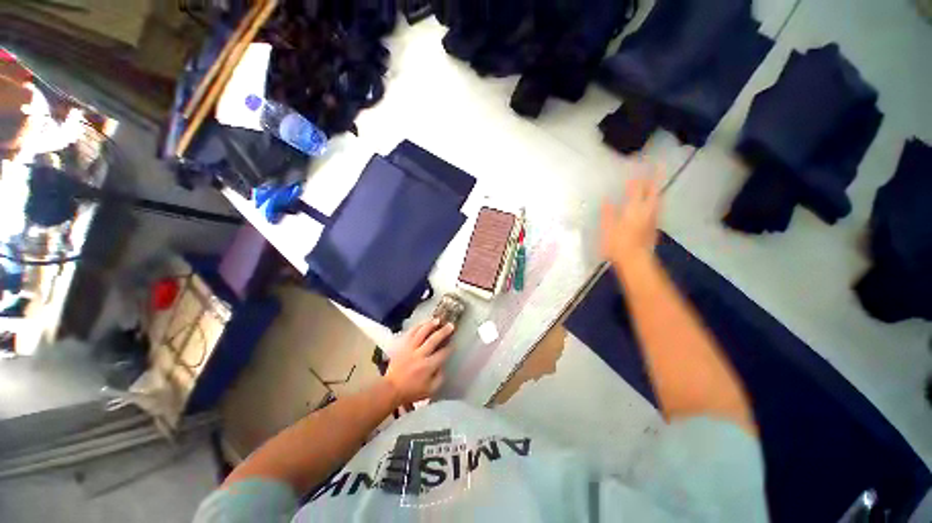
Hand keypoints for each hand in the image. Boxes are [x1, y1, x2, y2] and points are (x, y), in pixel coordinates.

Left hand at [385, 319, 454, 404]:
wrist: (391, 389)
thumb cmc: (412, 391)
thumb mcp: (430, 390)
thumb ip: (440, 378)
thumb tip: (444, 366)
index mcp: (428, 366)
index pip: (442, 353)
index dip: (449, 347)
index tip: (453, 343)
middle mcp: (420, 355)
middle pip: (434, 339)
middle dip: (444, 331)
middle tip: (451, 325)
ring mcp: (409, 349)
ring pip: (421, 333)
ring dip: (430, 325)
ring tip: (437, 320)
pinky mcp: (402, 346)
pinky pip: (410, 333)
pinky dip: (417, 326)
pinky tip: (423, 323)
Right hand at [601, 163, 661, 270]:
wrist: (635, 261)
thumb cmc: (618, 245)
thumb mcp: (607, 228)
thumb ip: (608, 213)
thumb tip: (607, 199)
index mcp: (633, 209)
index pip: (637, 188)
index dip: (637, 177)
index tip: (639, 165)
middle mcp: (646, 211)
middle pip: (653, 191)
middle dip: (655, 177)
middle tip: (658, 165)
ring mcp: (653, 219)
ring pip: (657, 199)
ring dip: (657, 188)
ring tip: (655, 181)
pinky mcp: (654, 227)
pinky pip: (657, 208)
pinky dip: (655, 200)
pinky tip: (652, 202)